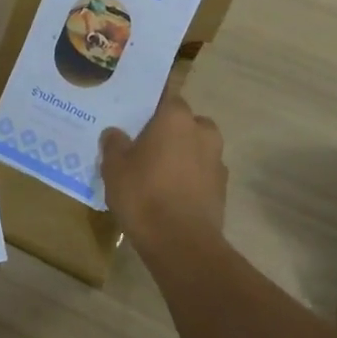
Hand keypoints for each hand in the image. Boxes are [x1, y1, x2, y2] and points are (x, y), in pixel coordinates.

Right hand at [100, 87, 227, 259]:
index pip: (165, 94)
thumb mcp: (114, 167)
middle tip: (144, 144)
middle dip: (168, 130)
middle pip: (183, 121)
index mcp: (176, 117)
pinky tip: (170, 193)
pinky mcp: (222, 188)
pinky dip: (189, 177)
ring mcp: (217, 160)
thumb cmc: (144, 194)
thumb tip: (115, 133)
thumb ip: (114, 143)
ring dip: (180, 154)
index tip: (137, 109)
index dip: (151, 101)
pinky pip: (202, 172)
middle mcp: (202, 131)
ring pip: (195, 147)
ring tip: (156, 171)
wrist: (181, 243)